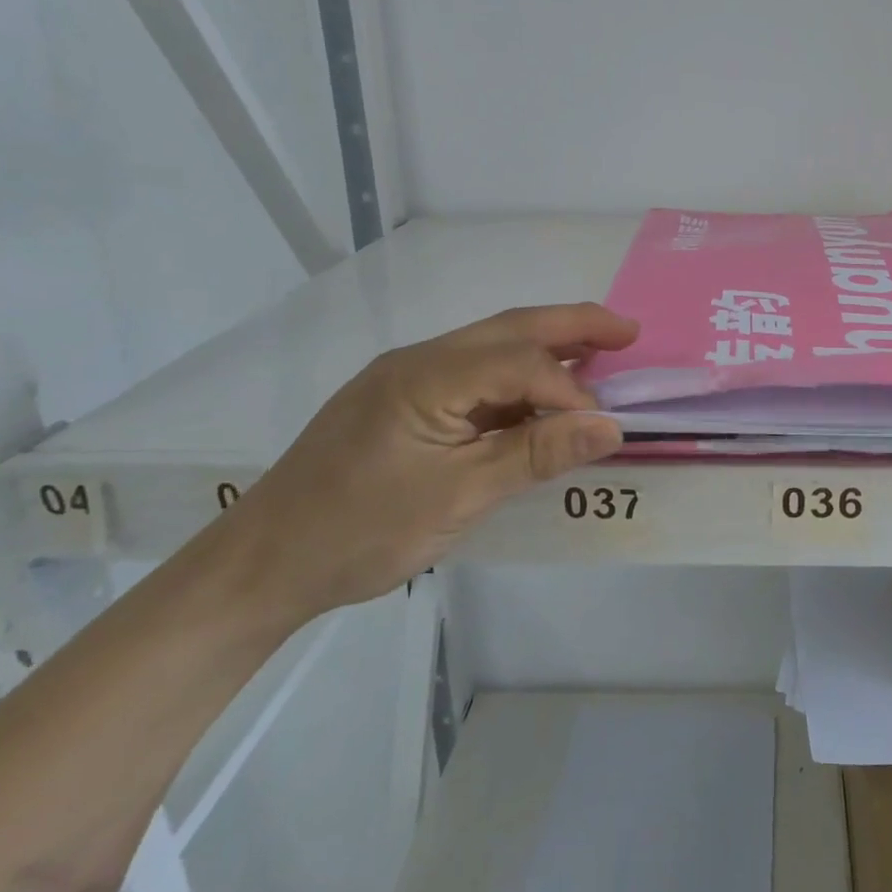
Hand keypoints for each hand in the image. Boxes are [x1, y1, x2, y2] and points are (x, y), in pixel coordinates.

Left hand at [220, 303, 637, 627]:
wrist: (262, 565)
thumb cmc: (360, 532)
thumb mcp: (459, 498)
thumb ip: (536, 454)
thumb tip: (611, 427)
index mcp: (427, 376)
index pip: (520, 362)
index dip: (570, 390)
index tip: (605, 428)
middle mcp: (418, 360)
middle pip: (510, 328)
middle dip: (573, 325)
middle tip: (629, 332)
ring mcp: (406, 378)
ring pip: (491, 347)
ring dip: (546, 348)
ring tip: (599, 354)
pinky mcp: (401, 402)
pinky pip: (471, 376)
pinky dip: (515, 380)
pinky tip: (539, 397)